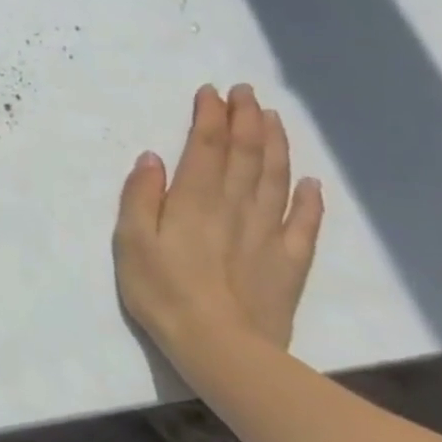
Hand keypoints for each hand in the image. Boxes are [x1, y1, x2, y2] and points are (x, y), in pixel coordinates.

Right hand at [113, 84, 323, 365]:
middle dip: (246, 120)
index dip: (211, 117)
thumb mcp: (131, 241)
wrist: (221, 350)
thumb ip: (141, 196)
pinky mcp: (289, 264)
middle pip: (246, 155)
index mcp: (195, 200)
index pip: (207, 147)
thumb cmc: (163, 291)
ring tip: (274, 119)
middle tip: (247, 92)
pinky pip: (304, 225)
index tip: (213, 92)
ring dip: (275, 146)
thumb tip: (153, 158)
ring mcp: (268, 235)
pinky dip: (309, 200)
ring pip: (276, 180)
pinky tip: (310, 183)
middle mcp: (236, 208)